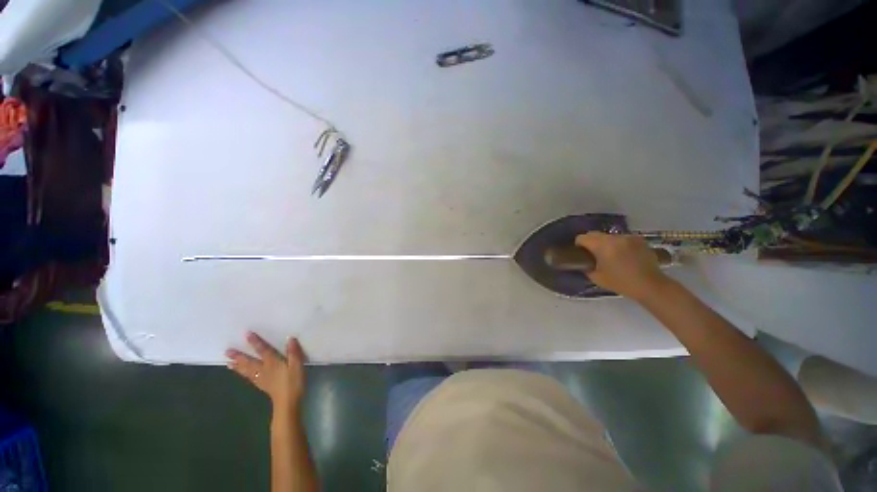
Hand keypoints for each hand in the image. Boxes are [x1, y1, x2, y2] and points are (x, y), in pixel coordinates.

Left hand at [226, 332, 306, 411]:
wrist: (288, 403)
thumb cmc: (292, 384)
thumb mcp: (297, 368)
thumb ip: (293, 353)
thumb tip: (290, 339)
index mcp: (272, 362)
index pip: (262, 349)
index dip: (255, 342)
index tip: (246, 334)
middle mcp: (264, 368)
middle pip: (249, 361)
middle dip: (238, 356)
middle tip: (227, 352)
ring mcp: (262, 379)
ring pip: (247, 370)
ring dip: (238, 367)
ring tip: (228, 363)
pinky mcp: (263, 387)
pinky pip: (251, 379)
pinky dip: (245, 376)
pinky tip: (242, 375)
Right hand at [575, 232, 670, 300]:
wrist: (649, 284)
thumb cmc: (622, 283)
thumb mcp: (600, 279)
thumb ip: (589, 269)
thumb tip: (586, 263)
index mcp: (603, 246)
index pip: (584, 237)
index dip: (579, 245)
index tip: (581, 254)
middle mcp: (614, 237)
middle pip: (598, 235)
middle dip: (594, 244)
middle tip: (596, 257)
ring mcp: (628, 236)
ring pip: (612, 237)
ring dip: (609, 244)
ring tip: (614, 258)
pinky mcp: (638, 238)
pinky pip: (625, 240)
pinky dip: (623, 246)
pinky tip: (628, 258)